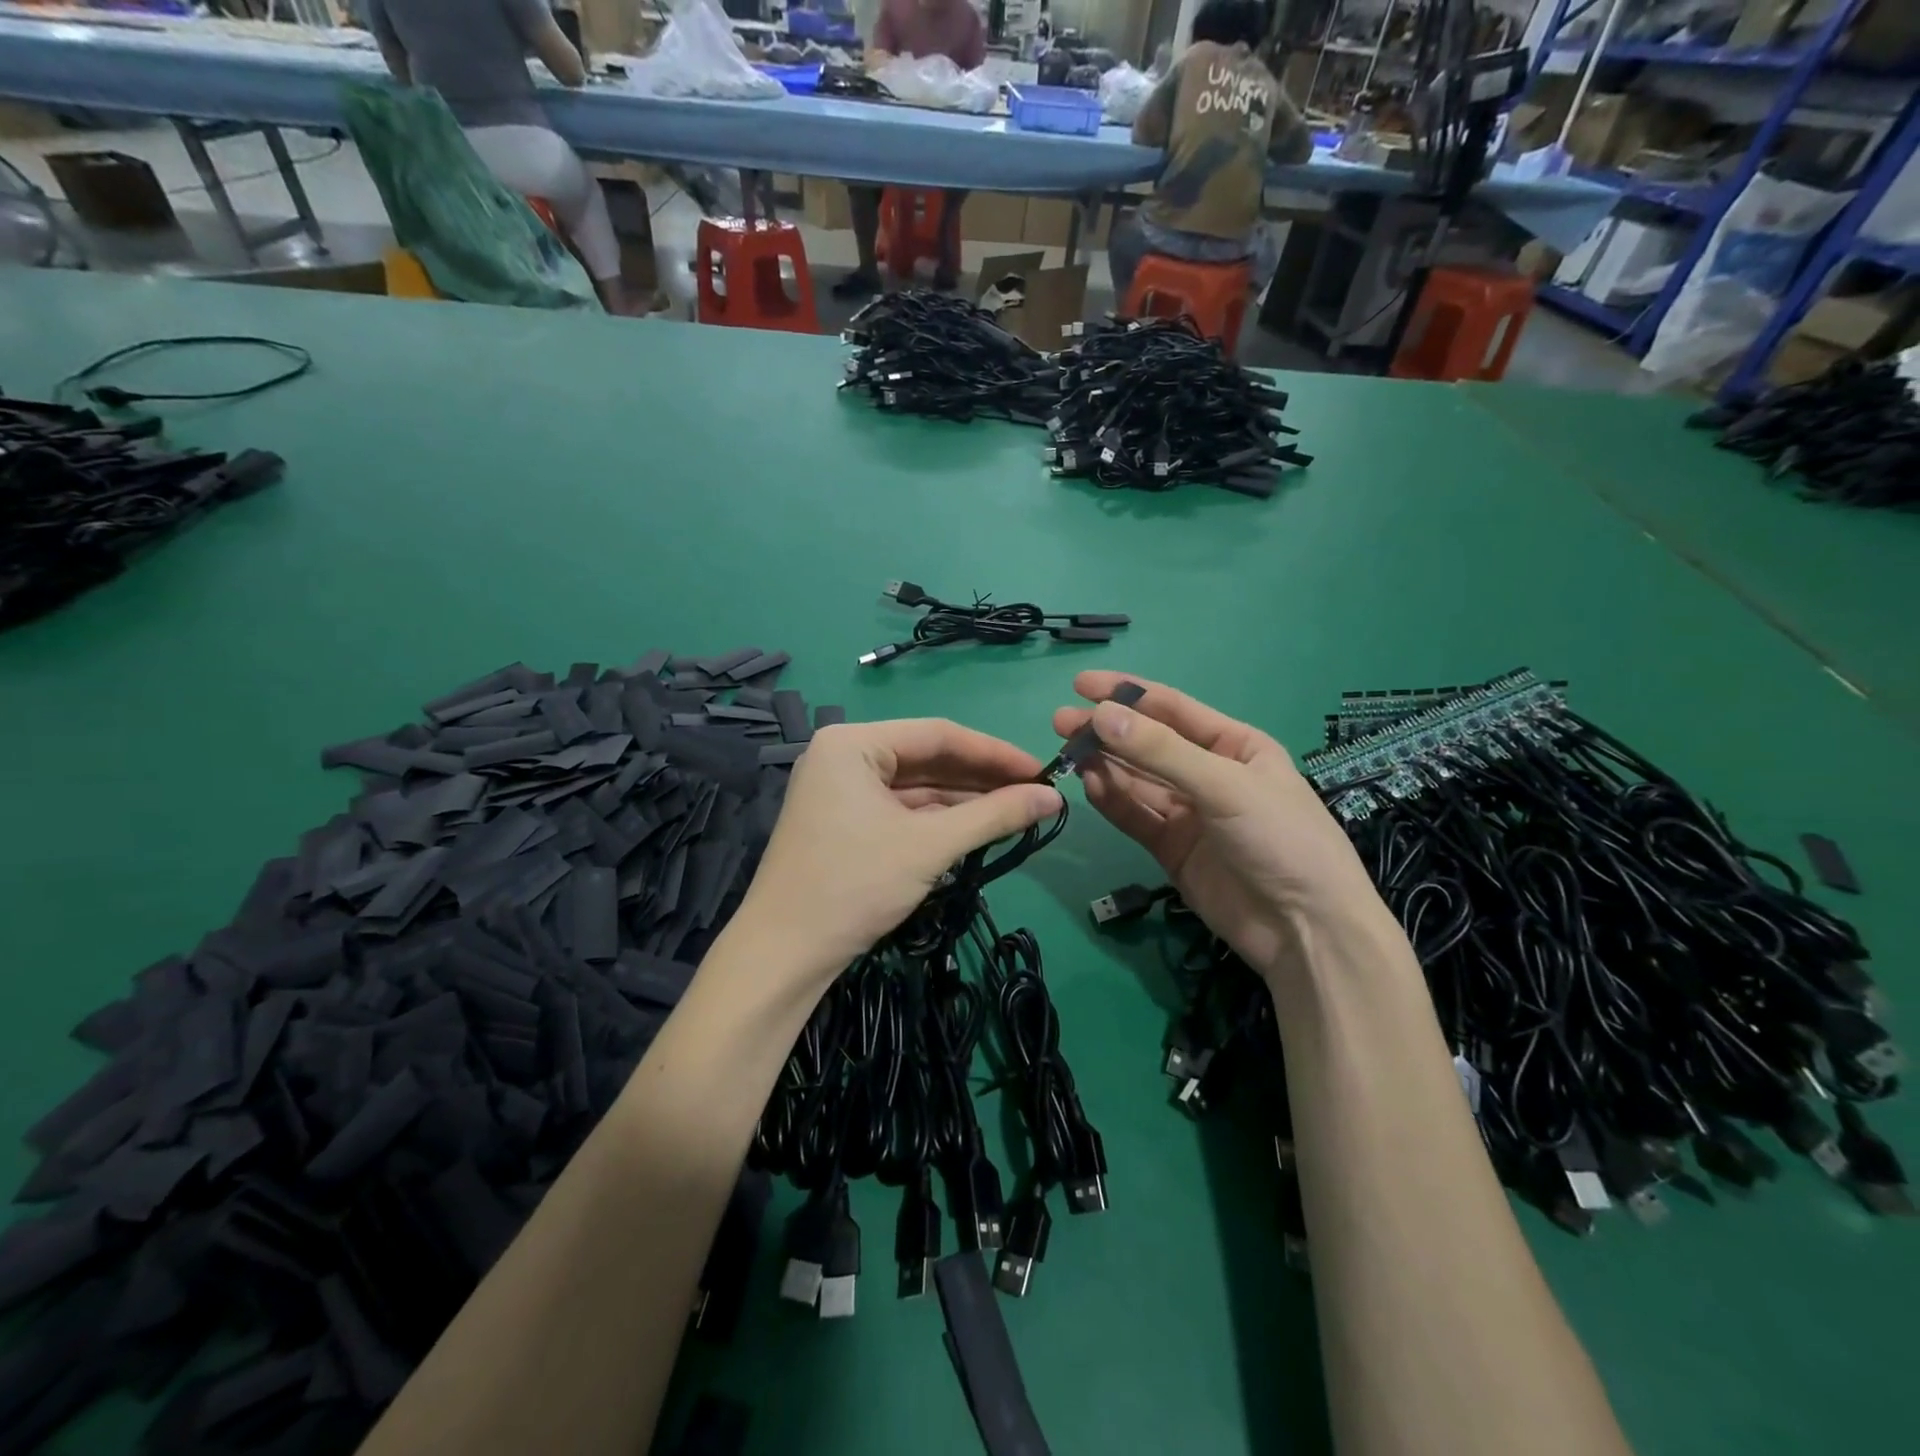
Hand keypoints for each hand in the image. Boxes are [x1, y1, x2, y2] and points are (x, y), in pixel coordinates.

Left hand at [738, 719, 1062, 984]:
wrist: (784, 955)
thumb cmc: (854, 885)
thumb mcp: (930, 846)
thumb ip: (995, 816)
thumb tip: (1055, 797)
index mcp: (853, 743)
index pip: (938, 734)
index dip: (995, 752)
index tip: (1042, 769)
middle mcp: (844, 756)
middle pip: (927, 758)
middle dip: (981, 778)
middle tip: (1035, 792)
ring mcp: (842, 791)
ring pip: (916, 787)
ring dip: (965, 800)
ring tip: (1018, 810)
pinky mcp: (845, 822)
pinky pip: (902, 810)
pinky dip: (939, 819)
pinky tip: (979, 826)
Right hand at [1054, 672, 1387, 981]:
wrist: (1306, 930)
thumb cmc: (1281, 839)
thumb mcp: (1225, 785)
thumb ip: (1160, 751)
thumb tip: (1100, 715)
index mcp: (1235, 746)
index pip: (1173, 709)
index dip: (1127, 694)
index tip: (1081, 685)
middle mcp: (1209, 774)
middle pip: (1148, 745)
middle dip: (1107, 732)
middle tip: (1060, 722)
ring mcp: (1189, 813)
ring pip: (1137, 781)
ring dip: (1105, 765)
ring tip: (1068, 752)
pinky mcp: (1172, 848)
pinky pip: (1136, 816)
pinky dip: (1112, 801)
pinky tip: (1090, 785)